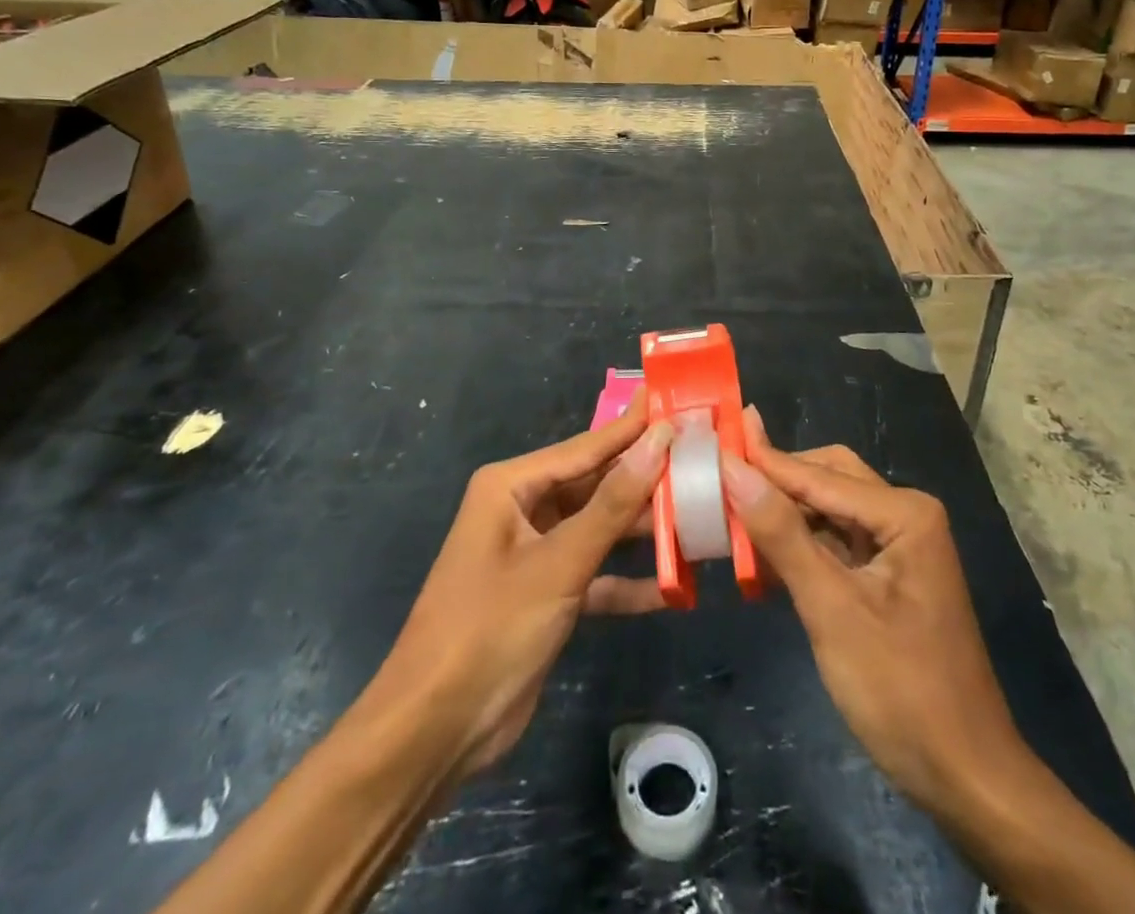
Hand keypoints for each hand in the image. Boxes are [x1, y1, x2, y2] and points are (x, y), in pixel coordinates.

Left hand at [359, 389, 674, 782]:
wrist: (433, 733)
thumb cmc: (490, 629)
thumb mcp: (558, 563)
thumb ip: (613, 504)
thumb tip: (659, 439)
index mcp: (511, 487)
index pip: (586, 447)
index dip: (634, 427)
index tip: (676, 401)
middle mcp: (523, 510)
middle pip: (596, 485)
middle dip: (645, 479)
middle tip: (701, 459)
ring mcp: (535, 554)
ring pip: (600, 529)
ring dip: (643, 531)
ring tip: (702, 516)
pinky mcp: (546, 596)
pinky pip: (596, 575)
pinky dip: (628, 581)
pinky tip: (676, 586)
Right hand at [720, 410, 1018, 812]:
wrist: (966, 777)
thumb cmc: (901, 690)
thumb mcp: (832, 609)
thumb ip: (782, 535)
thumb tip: (734, 469)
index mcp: (904, 512)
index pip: (818, 475)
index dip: (763, 461)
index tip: (713, 441)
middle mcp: (905, 515)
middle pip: (827, 479)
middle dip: (776, 482)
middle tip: (719, 479)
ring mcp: (899, 546)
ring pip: (829, 509)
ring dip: (784, 514)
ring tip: (729, 511)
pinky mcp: (888, 576)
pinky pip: (836, 541)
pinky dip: (800, 544)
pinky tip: (763, 554)